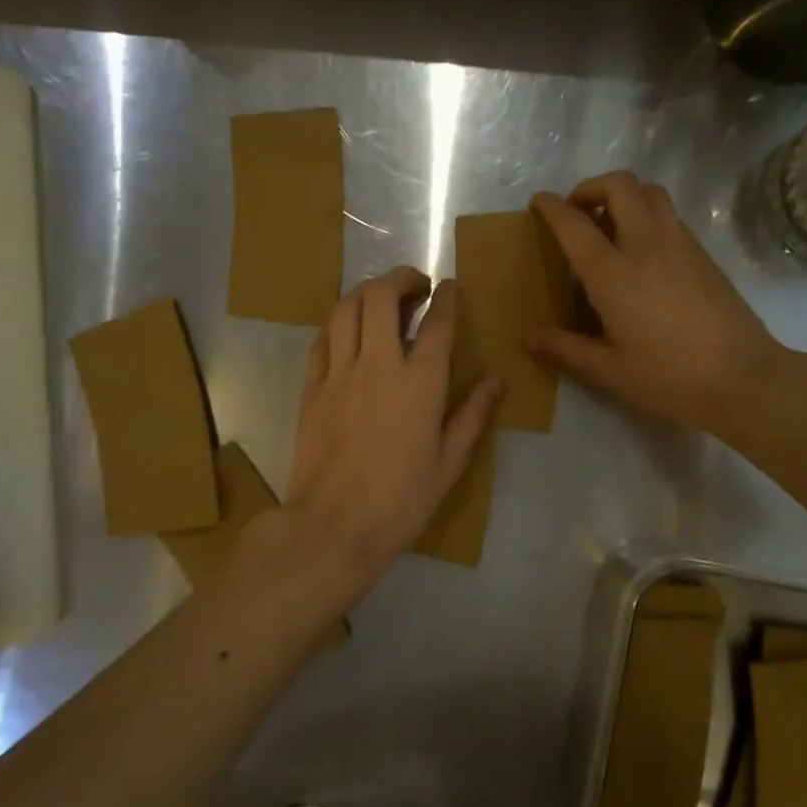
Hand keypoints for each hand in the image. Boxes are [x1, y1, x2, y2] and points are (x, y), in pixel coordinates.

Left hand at [284, 266, 500, 585]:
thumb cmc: (400, 501)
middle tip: (415, 286)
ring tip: (380, 300)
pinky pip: (322, 339)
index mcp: (420, 384)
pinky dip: (338, 324)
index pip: (438, 323)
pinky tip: (348, 333)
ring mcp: (338, 373)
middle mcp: (378, 365)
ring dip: (365, 293)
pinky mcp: (311, 388)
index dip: (447, 298)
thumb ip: (472, 416)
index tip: (450, 287)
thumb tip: (496, 381)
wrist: (333, 527)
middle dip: (401, 279)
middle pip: (381, 296)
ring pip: (345, 308)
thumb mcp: (449, 463)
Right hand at [528, 172, 795, 439]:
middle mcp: (645, 245)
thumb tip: (528, 337)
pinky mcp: (703, 253)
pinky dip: (649, 214)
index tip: (539, 202)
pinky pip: (670, 214)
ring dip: (624, 194)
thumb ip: (565, 349)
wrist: (744, 379)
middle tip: (578, 212)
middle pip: (619, 184)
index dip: (551, 206)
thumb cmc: (669, 378)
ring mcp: (680, 244)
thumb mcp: (609, 371)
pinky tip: (644, 250)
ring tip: (611, 224)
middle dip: (591, 186)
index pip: (574, 223)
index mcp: (612, 273)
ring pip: (650, 192)